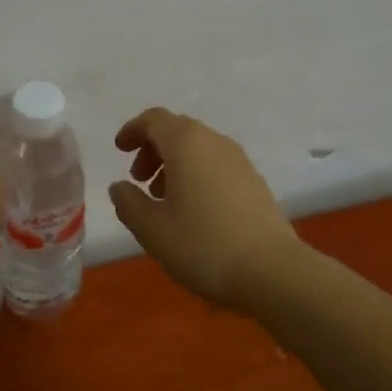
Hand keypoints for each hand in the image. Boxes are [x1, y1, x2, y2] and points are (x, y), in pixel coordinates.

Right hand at [108, 107, 308, 308]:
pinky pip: (216, 165)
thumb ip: (129, 203)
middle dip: (153, 150)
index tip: (120, 150)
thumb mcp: (152, 229)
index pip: (154, 119)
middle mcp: (215, 141)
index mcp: (187, 143)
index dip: (133, 131)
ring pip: (199, 149)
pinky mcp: (255, 182)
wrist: (272, 271)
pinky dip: (197, 176)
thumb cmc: (203, 244)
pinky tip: (193, 212)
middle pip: (177, 131)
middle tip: (139, 180)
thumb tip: (119, 187)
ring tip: (163, 201)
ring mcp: (240, 161)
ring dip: (175, 165)